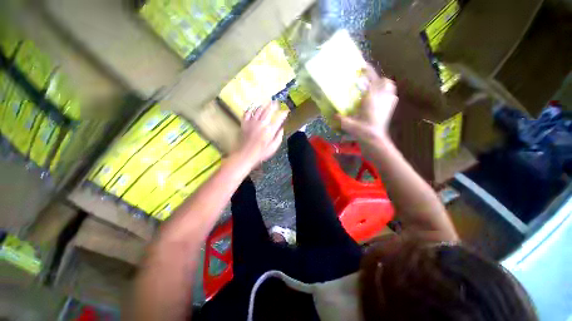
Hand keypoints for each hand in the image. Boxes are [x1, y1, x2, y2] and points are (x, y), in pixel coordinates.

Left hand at [234, 101, 287, 168]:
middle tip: (276, 102)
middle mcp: (262, 123)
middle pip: (268, 110)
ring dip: (263, 105)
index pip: (279, 119)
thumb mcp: (273, 148)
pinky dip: (250, 109)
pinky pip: (247, 113)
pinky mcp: (244, 123)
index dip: (283, 114)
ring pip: (258, 110)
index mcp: (270, 130)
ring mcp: (252, 122)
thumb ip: (279, 137)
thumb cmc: (261, 153)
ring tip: (266, 102)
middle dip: (273, 105)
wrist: (245, 155)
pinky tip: (253, 108)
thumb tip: (282, 129)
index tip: (286, 111)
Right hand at [336, 65, 397, 144]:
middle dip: (378, 79)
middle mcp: (382, 98)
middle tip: (369, 83)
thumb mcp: (348, 124)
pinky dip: (387, 95)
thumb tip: (334, 115)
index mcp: (372, 98)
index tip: (362, 67)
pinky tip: (380, 101)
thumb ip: (340, 118)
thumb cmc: (362, 130)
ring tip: (375, 90)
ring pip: (391, 88)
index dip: (368, 71)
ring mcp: (388, 104)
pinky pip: (392, 97)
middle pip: (385, 82)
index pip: (373, 79)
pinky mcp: (390, 110)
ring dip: (384, 86)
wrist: (374, 139)